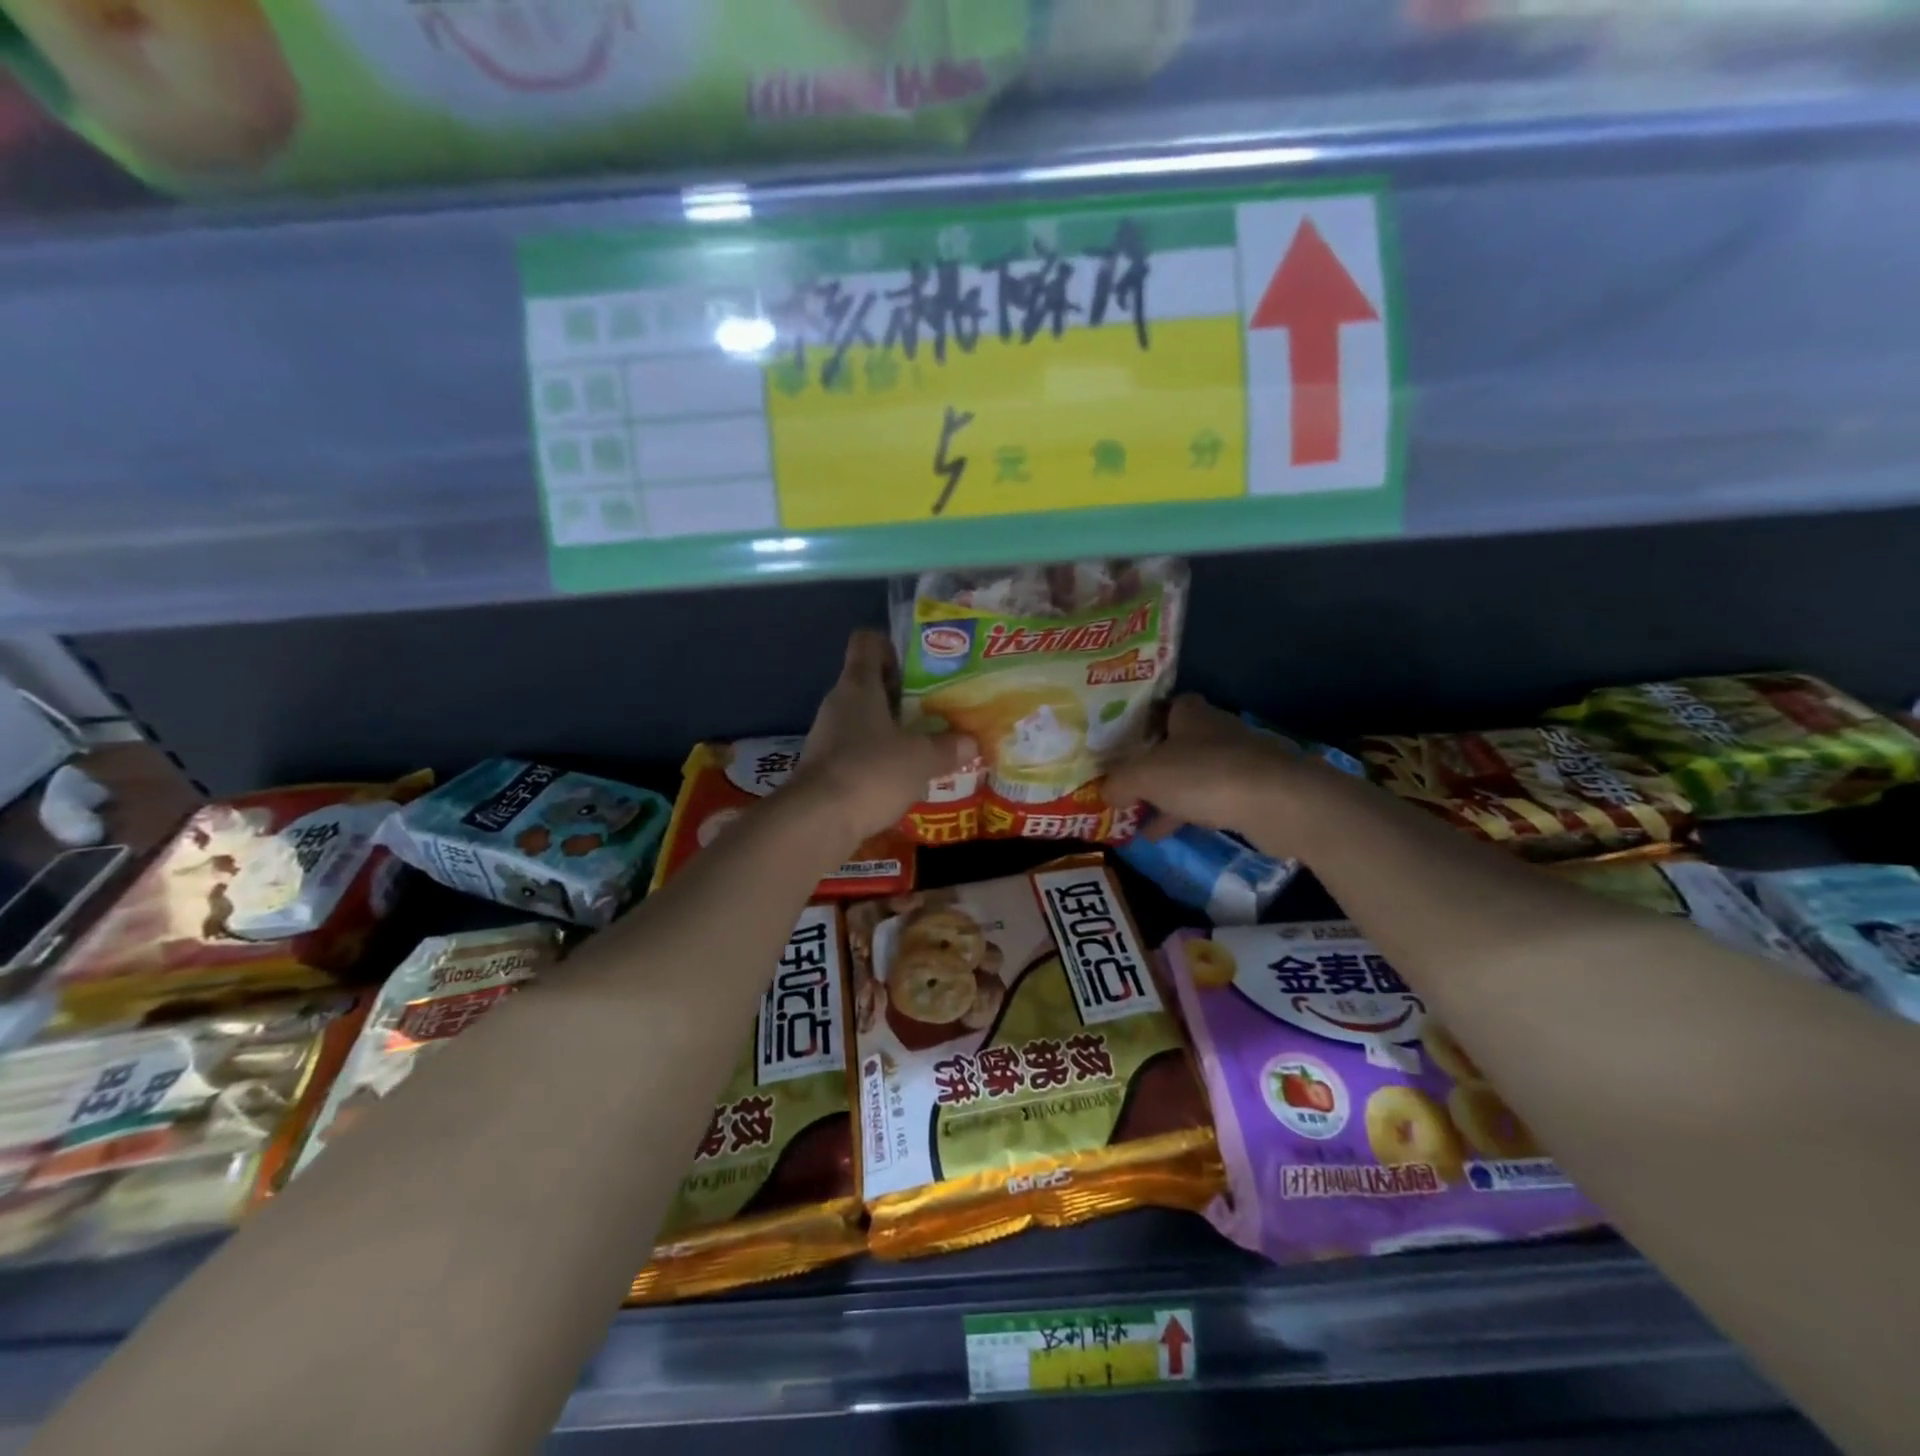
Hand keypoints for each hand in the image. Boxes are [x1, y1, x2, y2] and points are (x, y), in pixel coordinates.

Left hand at [797, 630, 975, 840]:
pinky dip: (879, 758)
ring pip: (865, 720)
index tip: (920, 664)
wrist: (817, 821)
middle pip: (869, 683)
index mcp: (859, 685)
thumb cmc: (871, 772)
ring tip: (926, 744)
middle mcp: (838, 703)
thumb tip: (970, 741)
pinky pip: (857, 751)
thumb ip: (948, 747)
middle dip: (903, 694)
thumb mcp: (921, 758)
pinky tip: (903, 776)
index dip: (892, 645)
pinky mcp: (824, 768)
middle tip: (936, 707)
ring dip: (892, 729)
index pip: (867, 642)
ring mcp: (827, 736)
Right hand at [1105, 695, 1302, 839]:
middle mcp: (1216, 731)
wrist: (1278, 803)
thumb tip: (1104, 790)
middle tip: (1125, 784)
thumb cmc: (1204, 775)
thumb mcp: (1146, 776)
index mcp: (1191, 714)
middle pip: (1177, 743)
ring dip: (1168, 795)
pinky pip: (1211, 800)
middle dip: (1153, 764)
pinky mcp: (1255, 792)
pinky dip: (1188, 814)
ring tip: (1137, 817)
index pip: (1165, 707)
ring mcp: (1239, 762)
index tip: (1122, 745)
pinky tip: (1164, 835)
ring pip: (1193, 775)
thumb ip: (1120, 781)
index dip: (1143, 724)